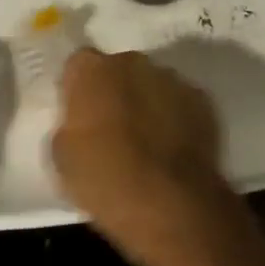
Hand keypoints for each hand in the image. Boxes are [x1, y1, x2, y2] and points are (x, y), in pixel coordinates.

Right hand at [52, 48, 233, 265]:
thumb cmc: (106, 180)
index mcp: (92, 70)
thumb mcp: (63, 159)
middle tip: (112, 127)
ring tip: (146, 141)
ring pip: (151, 83)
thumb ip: (70, 126)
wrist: (170, 204)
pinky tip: (172, 148)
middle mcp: (132, 62)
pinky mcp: (201, 99)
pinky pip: (180, 102)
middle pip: (118, 69)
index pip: (79, 64)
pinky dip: (175, 117)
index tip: (79, 113)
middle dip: (115, 91)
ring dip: (146, 102)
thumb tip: (80, 122)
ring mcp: (171, 77)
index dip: (78, 87)